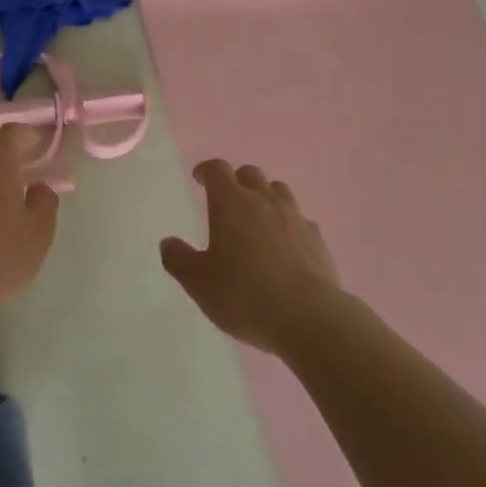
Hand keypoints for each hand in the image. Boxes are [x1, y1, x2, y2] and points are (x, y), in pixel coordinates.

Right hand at [161, 160, 340, 355]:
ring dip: (264, 196)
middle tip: (226, 201)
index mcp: (231, 203)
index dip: (206, 171)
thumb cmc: (245, 295)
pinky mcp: (317, 238)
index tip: (199, 180)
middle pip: (250, 174)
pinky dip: (288, 223)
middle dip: (236, 181)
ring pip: (278, 190)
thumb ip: (179, 260)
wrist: (309, 317)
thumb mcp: (199, 283)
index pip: (217, 170)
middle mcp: (264, 201)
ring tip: (256, 217)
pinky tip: (285, 244)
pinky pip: (299, 218)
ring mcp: (295, 217)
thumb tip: (168, 243)